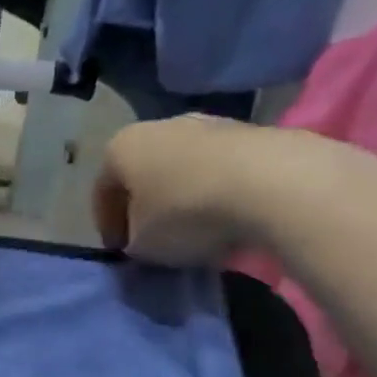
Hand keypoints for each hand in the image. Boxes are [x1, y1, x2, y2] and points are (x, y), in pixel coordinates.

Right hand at [93, 117, 368, 265]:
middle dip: (146, 206)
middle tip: (155, 239)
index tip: (121, 252)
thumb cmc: (186, 213)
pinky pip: (221, 168)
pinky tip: (230, 217)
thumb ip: (133, 242)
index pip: (102, 191)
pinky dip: (218, 190)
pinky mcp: (252, 131)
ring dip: (184, 197)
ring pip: (183, 167)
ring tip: (197, 230)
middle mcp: (158, 126)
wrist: (274, 183)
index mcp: (120, 147)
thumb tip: (143, 241)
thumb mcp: (143, 245)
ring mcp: (208, 124)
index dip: (108, 226)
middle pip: (143, 173)